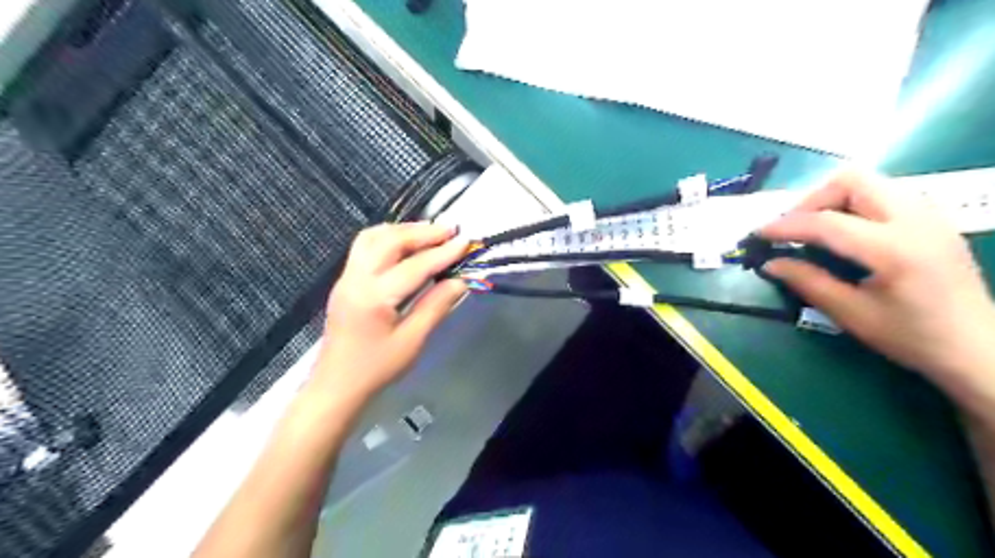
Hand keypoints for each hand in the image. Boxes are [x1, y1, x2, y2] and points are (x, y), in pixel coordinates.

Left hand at [309, 222, 466, 399]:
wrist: (336, 385)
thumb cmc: (376, 369)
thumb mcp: (412, 341)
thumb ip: (436, 306)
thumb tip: (459, 281)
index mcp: (374, 297)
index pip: (414, 266)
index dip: (442, 253)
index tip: (465, 242)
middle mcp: (356, 279)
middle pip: (389, 240)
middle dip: (422, 232)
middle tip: (450, 231)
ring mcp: (346, 277)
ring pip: (372, 237)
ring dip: (403, 230)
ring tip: (430, 234)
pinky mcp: (345, 281)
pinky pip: (365, 247)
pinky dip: (389, 238)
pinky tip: (406, 245)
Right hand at [759, 171, 994, 392]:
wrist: (979, 347)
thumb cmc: (912, 337)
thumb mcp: (851, 314)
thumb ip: (807, 282)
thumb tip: (769, 263)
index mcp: (893, 249)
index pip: (826, 222)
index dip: (785, 226)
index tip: (758, 235)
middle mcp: (915, 219)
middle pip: (851, 180)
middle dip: (812, 200)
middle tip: (792, 228)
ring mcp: (929, 214)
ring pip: (869, 181)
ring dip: (833, 199)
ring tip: (814, 228)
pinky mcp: (933, 218)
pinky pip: (885, 192)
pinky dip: (855, 203)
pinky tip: (846, 231)